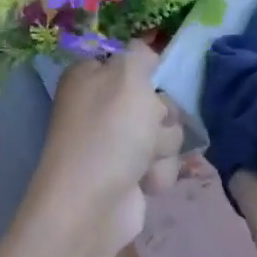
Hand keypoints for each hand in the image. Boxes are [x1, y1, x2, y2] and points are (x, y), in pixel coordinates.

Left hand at [28, 42, 183, 256]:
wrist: (92, 206)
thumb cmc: (109, 133)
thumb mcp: (128, 76)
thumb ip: (141, 54)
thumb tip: (144, 50)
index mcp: (90, 76)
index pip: (132, 60)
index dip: (149, 71)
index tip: (156, 81)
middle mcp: (101, 106)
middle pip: (157, 97)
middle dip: (162, 114)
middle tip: (148, 126)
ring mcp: (115, 142)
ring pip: (166, 130)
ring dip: (163, 146)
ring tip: (143, 161)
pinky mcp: (130, 173)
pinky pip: (162, 162)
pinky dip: (159, 171)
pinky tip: (146, 182)